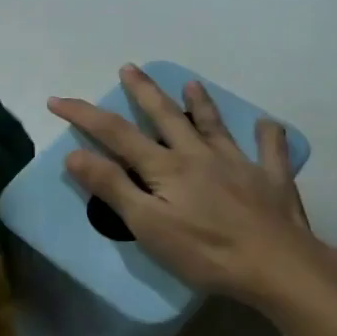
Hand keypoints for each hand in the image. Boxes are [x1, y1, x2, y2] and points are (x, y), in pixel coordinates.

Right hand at [49, 65, 331, 309]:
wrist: (279, 267)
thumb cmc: (205, 251)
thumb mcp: (147, 224)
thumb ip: (112, 186)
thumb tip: (73, 154)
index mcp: (165, 167)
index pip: (115, 133)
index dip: (84, 115)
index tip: (57, 100)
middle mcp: (199, 156)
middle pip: (165, 116)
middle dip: (143, 91)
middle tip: (129, 68)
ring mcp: (239, 165)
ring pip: (214, 126)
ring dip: (200, 104)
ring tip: (190, 84)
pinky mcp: (271, 181)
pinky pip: (270, 151)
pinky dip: (268, 136)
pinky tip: (268, 125)